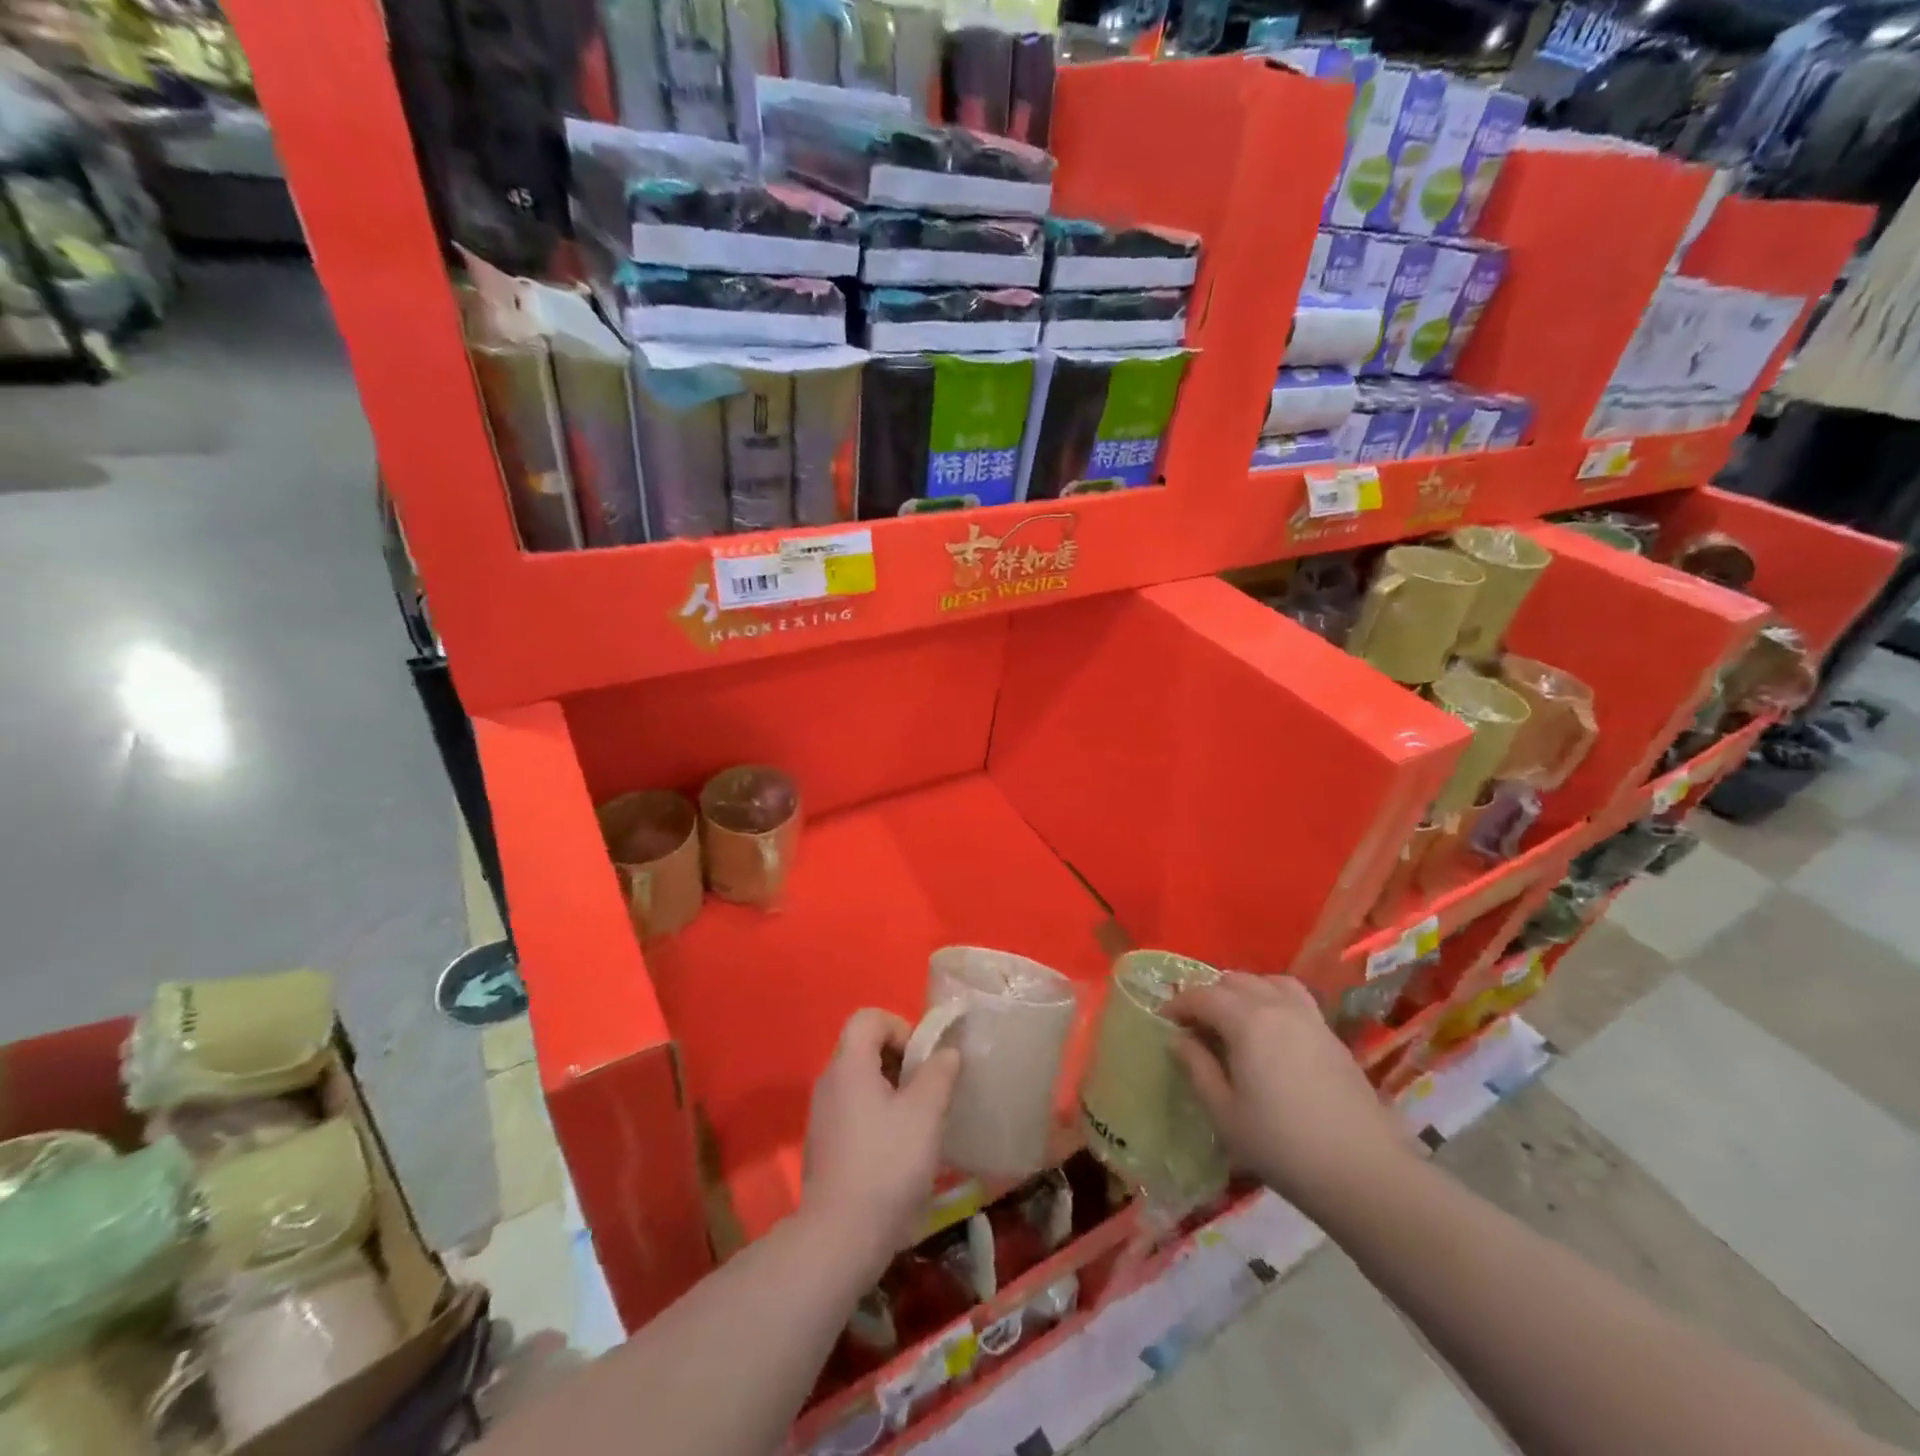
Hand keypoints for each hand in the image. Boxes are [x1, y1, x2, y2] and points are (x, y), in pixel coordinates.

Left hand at [801, 1009, 960, 1274]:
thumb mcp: (925, 1112)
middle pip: (864, 1047)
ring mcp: (822, 1115)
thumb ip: (939, 1073)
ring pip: (860, 1081)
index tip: (924, 1060)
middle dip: (900, 1060)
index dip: (901, 1027)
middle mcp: (829, 1081)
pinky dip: (877, 1115)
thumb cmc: (887, 1163)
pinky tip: (898, 1149)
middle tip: (928, 1090)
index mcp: (849, 1064)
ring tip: (919, 1121)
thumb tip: (946, 1052)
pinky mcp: (824, 1145)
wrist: (840, 1236)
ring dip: (892, 1090)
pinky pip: (853, 1110)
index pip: (868, 1018)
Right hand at [1165, 975, 1416, 1219]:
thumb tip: (1180, 1040)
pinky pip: (1295, 999)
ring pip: (1268, 982)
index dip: (1178, 1004)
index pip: (1202, 995)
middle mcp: (1278, 1006)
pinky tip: (1271, 1033)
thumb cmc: (1283, 1146)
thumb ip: (1198, 1069)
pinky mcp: (1332, 1036)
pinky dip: (1273, 1000)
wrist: (1365, 1173)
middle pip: (1235, 981)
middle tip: (1196, 1025)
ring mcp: (1310, 1018)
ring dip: (1244, 992)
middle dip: (1209, 995)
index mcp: (1247, 1021)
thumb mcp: (1225, 1114)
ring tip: (1234, 1020)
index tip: (1164, 1021)